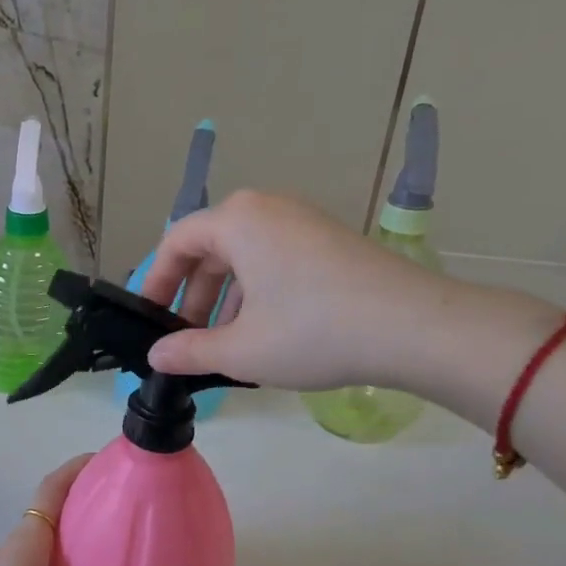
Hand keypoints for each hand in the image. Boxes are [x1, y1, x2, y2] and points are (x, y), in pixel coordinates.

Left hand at [0, 455, 182, 565]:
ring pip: (40, 537)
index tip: (106, 459)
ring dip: (69, 529)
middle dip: (81, 498)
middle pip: (48, 509)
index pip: (51, 489)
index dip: (76, 468)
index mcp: (26, 543)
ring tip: (106, 539)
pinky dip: (58, 555)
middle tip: (120, 501)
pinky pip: (34, 560)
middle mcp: (12, 549)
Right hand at [139, 191, 454, 390]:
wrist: (415, 328)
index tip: (150, 319)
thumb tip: (156, 355)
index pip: (176, 242)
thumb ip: (189, 351)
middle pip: (210, 248)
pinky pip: (275, 260)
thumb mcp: (241, 349)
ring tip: (225, 344)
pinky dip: (257, 292)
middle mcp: (267, 209)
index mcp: (237, 221)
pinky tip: (266, 333)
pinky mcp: (329, 241)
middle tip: (186, 339)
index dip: (156, 282)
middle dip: (192, 296)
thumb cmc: (314, 332)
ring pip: (244, 257)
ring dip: (225, 299)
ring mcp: (303, 222)